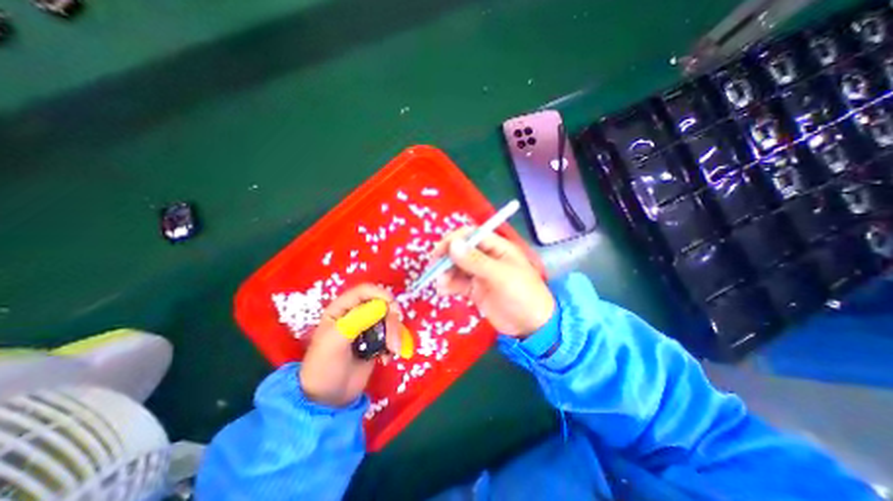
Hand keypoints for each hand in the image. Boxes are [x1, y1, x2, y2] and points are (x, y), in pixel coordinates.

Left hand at [301, 281, 400, 406]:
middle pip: (382, 306)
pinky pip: (392, 335)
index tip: (392, 307)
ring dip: (395, 335)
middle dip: (391, 321)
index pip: (364, 291)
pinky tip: (387, 359)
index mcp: (341, 309)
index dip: (380, 294)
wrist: (328, 400)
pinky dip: (394, 345)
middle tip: (394, 341)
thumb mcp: (336, 342)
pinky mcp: (376, 342)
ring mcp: (367, 329)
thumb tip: (381, 306)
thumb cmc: (324, 368)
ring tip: (392, 353)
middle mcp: (356, 315)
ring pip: (390, 320)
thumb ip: (357, 320)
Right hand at [431, 228, 551, 337]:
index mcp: (497, 247)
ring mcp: (479, 273)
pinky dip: (448, 285)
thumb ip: (476, 261)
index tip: (440, 251)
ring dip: (445, 273)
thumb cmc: (522, 295)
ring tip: (440, 284)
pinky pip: (457, 283)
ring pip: (456, 267)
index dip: (454, 240)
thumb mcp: (501, 276)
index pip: (471, 235)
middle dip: (446, 258)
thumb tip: (453, 244)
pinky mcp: (475, 289)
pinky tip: (443, 291)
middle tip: (434, 269)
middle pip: (460, 250)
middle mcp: (486, 257)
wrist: (531, 327)